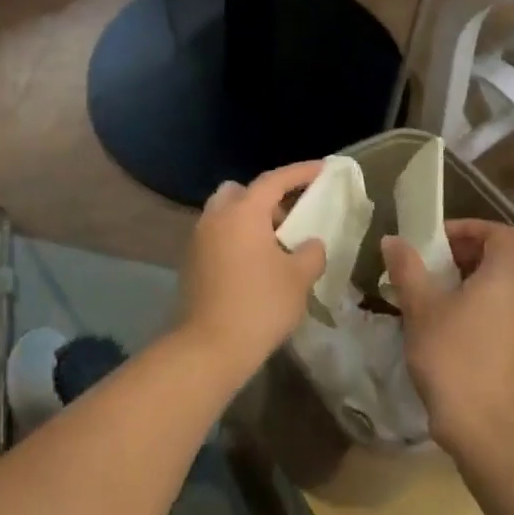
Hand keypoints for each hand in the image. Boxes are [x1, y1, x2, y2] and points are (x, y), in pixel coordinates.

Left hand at [174, 161, 327, 385]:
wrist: (211, 345)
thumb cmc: (260, 304)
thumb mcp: (298, 278)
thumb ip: (311, 252)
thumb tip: (310, 244)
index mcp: (242, 212)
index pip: (273, 180)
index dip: (299, 172)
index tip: (322, 169)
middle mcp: (216, 217)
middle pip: (241, 191)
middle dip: (266, 196)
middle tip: (291, 215)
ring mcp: (198, 238)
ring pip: (225, 213)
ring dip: (249, 218)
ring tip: (275, 243)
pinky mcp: (191, 260)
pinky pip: (217, 235)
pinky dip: (236, 237)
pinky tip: (254, 263)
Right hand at [381, 219, 513, 454]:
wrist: (485, 423)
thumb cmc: (451, 356)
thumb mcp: (420, 308)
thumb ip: (407, 268)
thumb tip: (393, 240)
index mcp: (507, 275)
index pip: (501, 233)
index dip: (470, 228)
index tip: (439, 240)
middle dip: (485, 248)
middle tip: (450, 259)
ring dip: (496, 273)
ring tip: (458, 286)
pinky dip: (503, 298)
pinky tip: (470, 317)